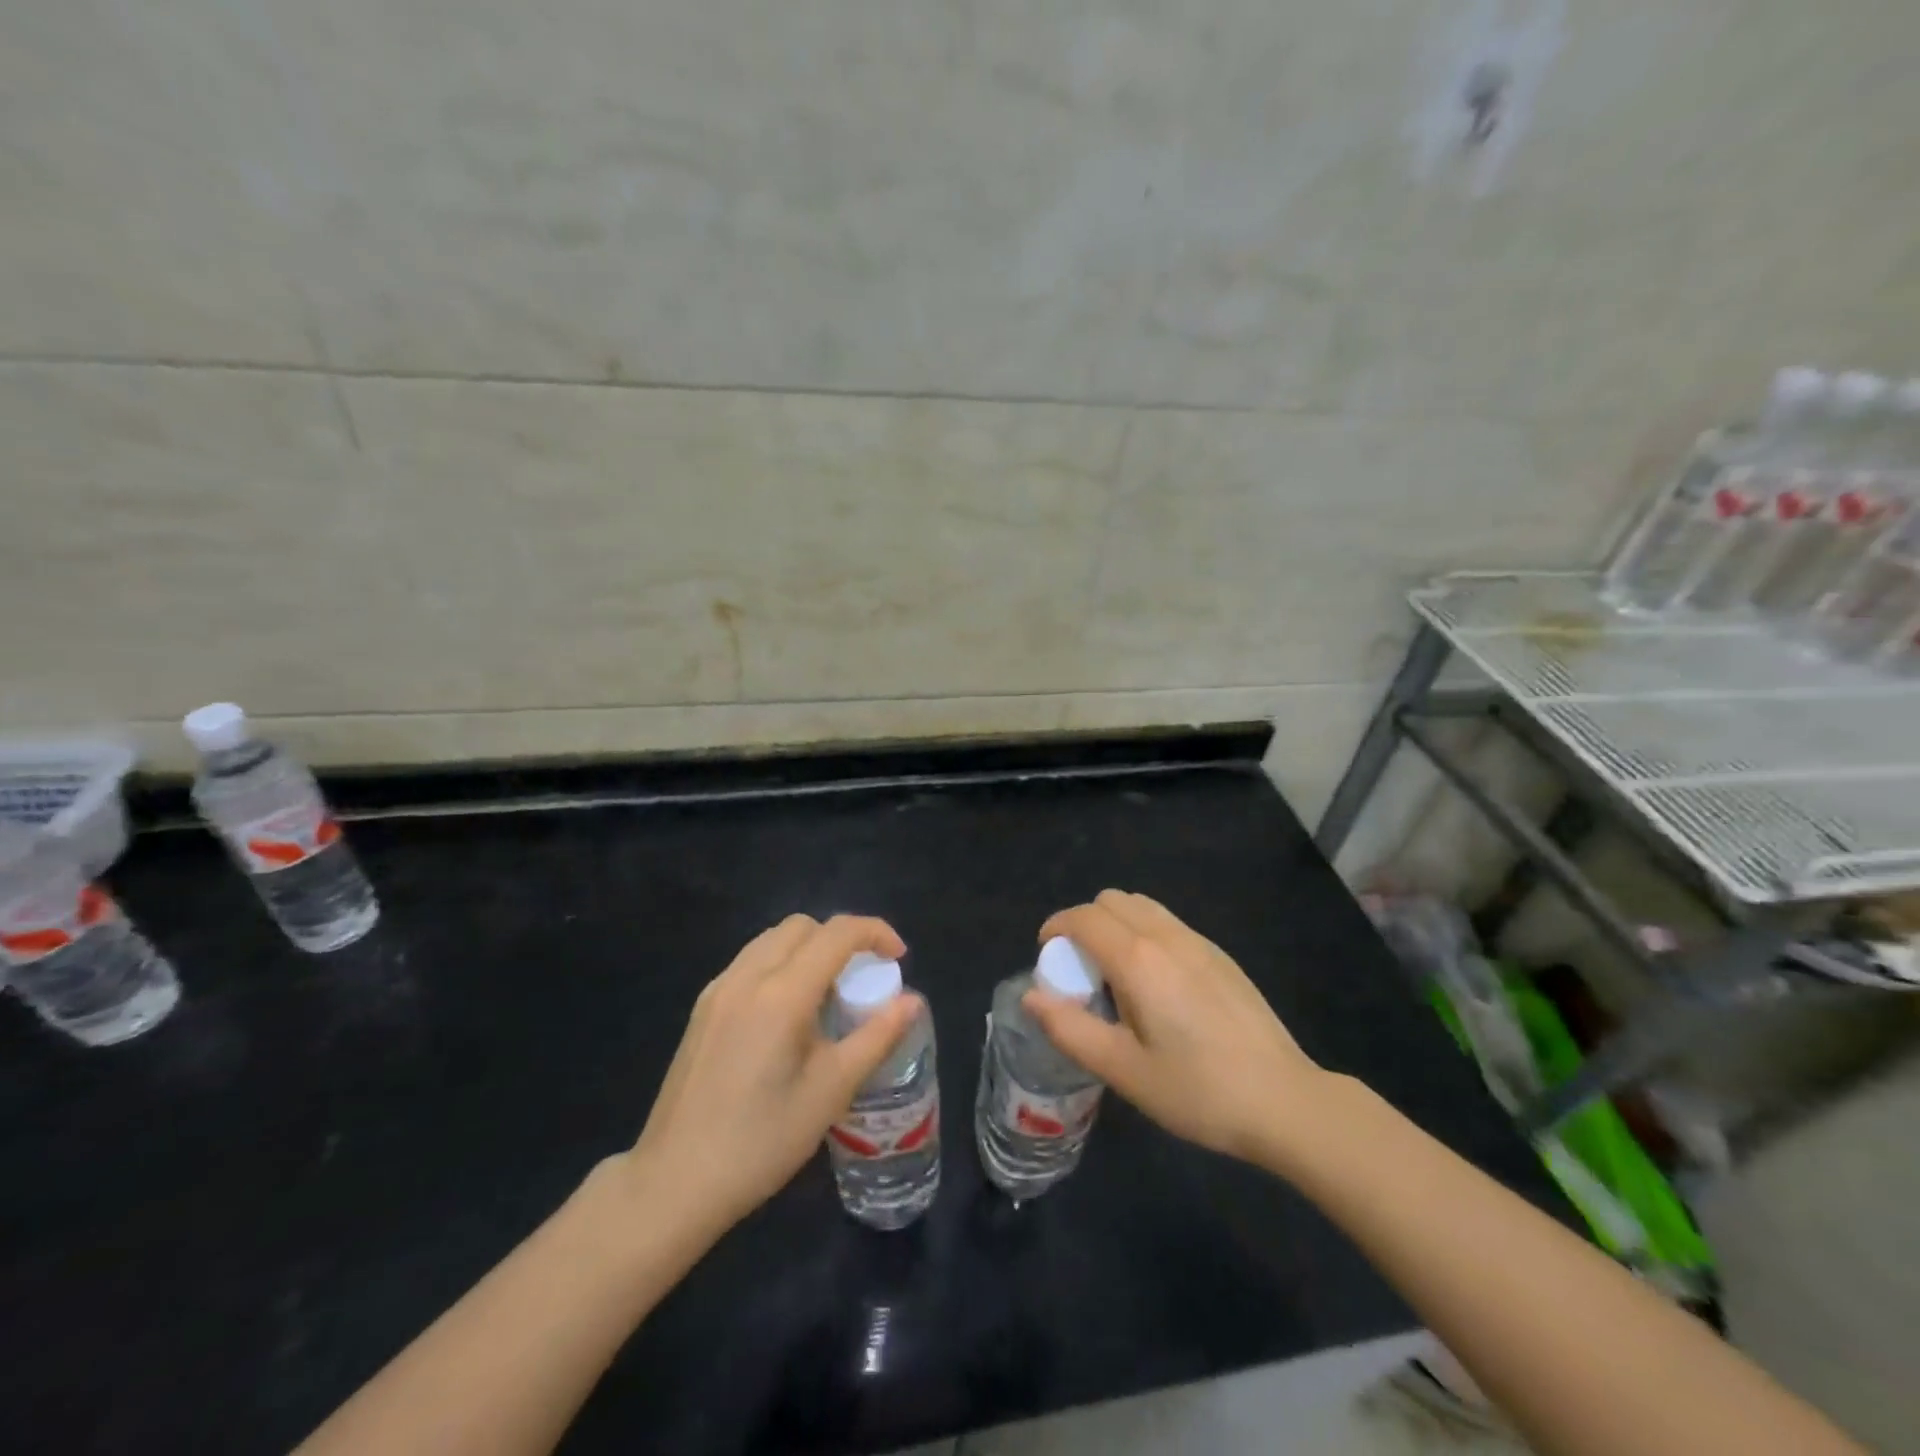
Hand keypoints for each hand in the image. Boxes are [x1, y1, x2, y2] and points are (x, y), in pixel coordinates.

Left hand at [627, 914, 921, 1230]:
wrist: (674, 1182)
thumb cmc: (761, 1141)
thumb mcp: (831, 1091)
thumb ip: (876, 1036)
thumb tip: (913, 1001)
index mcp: (782, 993)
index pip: (837, 933)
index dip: (875, 933)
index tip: (899, 958)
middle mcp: (747, 977)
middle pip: (803, 927)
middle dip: (841, 939)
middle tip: (863, 978)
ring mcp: (719, 989)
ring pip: (773, 939)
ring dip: (809, 948)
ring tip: (828, 995)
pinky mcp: (703, 1007)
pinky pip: (750, 962)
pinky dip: (781, 964)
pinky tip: (788, 1013)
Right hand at [1025, 890, 1325, 1164]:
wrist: (1285, 1101)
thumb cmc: (1198, 1090)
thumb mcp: (1123, 1071)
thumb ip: (1070, 1029)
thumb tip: (1031, 997)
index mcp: (1138, 960)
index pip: (1083, 917)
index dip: (1055, 928)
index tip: (1046, 957)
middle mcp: (1166, 936)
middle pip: (1111, 900)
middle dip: (1084, 923)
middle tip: (1081, 971)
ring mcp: (1199, 942)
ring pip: (1142, 906)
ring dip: (1116, 925)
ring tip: (1117, 976)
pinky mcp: (1221, 955)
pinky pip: (1168, 923)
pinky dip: (1145, 934)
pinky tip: (1156, 986)